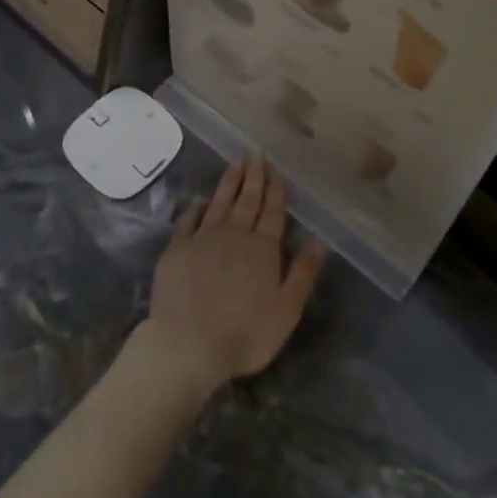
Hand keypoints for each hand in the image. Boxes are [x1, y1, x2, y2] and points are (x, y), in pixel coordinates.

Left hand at [144, 154, 327, 395]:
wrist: (186, 344)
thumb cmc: (244, 334)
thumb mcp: (285, 311)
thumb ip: (302, 274)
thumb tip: (319, 240)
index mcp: (263, 248)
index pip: (272, 212)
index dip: (276, 189)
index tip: (276, 169)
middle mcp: (234, 235)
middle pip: (247, 199)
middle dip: (254, 175)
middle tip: (255, 152)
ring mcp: (203, 239)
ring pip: (220, 202)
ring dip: (229, 181)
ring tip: (236, 162)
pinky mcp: (177, 249)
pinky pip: (188, 220)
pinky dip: (196, 208)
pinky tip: (200, 200)